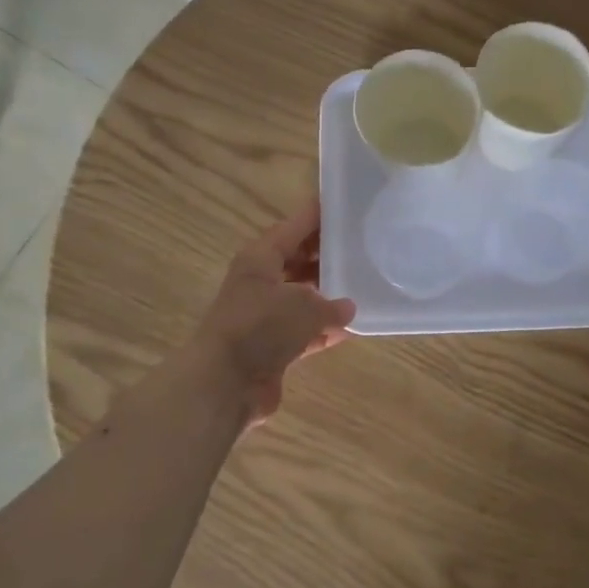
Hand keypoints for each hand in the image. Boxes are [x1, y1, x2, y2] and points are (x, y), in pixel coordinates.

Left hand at [190, 198, 355, 426]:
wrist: (224, 383)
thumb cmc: (261, 328)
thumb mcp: (303, 306)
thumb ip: (330, 304)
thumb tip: (347, 307)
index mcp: (261, 258)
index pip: (294, 227)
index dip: (318, 215)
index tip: (345, 204)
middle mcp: (261, 282)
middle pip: (299, 260)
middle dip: (327, 255)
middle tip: (363, 247)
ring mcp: (265, 316)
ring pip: (303, 297)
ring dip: (328, 295)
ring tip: (364, 286)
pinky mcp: (271, 346)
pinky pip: (304, 330)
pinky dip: (324, 330)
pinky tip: (351, 329)